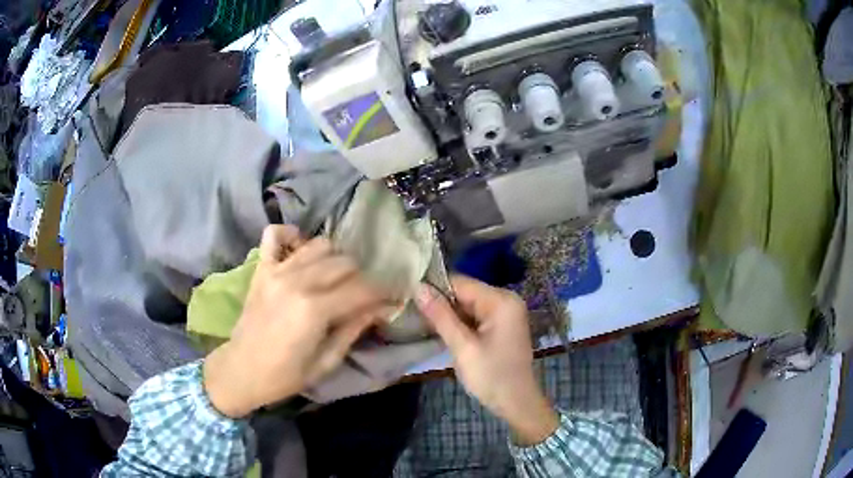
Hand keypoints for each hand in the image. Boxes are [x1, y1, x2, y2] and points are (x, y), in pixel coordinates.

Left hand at [204, 225, 394, 417]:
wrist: (240, 370)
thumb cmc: (284, 375)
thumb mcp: (326, 361)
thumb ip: (353, 329)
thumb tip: (382, 309)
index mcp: (314, 310)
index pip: (362, 290)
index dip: (384, 293)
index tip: (393, 298)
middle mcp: (297, 282)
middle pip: (345, 263)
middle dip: (362, 278)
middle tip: (364, 296)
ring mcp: (276, 271)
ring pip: (319, 245)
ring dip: (335, 259)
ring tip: (336, 278)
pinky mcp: (261, 268)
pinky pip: (274, 234)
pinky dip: (291, 235)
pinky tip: (300, 250)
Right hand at [416, 275, 558, 445]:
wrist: (517, 403)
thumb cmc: (491, 376)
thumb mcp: (462, 347)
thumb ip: (440, 316)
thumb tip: (418, 287)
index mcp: (500, 300)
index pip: (460, 282)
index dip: (434, 289)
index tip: (409, 299)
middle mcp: (506, 299)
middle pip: (465, 292)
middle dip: (441, 303)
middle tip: (413, 314)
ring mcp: (506, 312)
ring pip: (468, 305)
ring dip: (449, 314)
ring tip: (423, 323)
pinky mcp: (503, 325)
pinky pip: (476, 316)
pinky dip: (460, 323)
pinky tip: (443, 332)